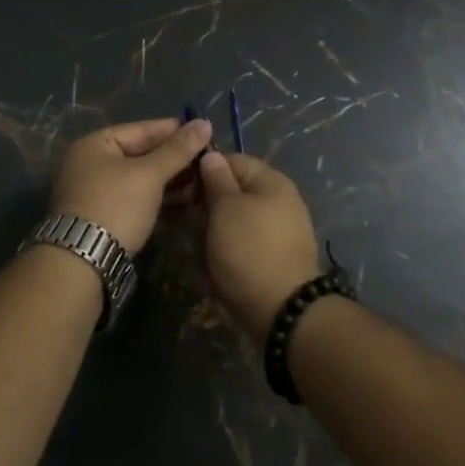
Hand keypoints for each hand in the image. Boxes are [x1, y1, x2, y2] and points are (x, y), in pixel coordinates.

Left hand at [48, 116, 212, 253]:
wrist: (83, 260)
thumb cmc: (116, 205)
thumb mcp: (149, 175)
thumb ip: (178, 149)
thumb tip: (204, 123)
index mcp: (94, 144)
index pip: (141, 129)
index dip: (173, 130)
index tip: (203, 131)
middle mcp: (90, 163)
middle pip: (139, 154)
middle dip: (173, 158)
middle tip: (207, 159)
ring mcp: (93, 191)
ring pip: (138, 178)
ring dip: (168, 179)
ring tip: (200, 181)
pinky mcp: (101, 216)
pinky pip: (134, 197)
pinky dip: (156, 197)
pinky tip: (182, 201)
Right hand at [198, 152, 320, 342]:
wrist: (284, 310)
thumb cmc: (249, 250)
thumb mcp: (226, 209)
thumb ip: (217, 179)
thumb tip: (211, 155)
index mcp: (273, 181)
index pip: (233, 160)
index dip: (205, 168)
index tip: (181, 184)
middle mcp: (282, 200)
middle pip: (237, 190)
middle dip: (209, 200)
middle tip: (182, 214)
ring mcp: (282, 230)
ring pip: (239, 217)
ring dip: (216, 225)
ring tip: (195, 238)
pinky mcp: (277, 256)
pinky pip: (247, 240)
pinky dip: (229, 245)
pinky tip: (213, 256)